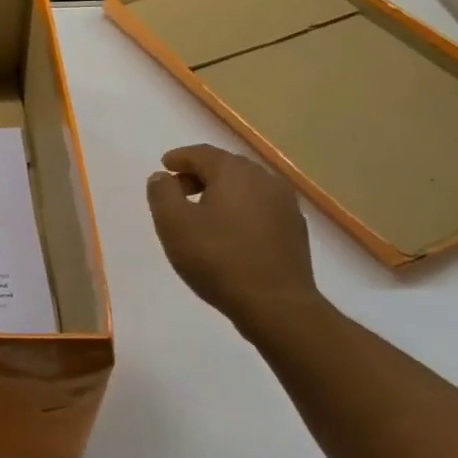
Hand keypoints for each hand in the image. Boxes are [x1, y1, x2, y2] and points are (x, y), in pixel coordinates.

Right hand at [146, 144, 318, 326]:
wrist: (275, 303)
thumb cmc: (217, 258)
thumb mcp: (173, 224)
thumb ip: (162, 193)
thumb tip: (162, 176)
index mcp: (234, 172)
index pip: (201, 153)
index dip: (179, 158)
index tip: (164, 166)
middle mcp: (264, 179)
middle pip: (226, 166)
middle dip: (199, 174)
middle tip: (178, 191)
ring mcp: (285, 203)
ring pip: (246, 186)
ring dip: (222, 192)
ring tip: (203, 213)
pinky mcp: (295, 228)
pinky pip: (261, 206)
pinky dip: (241, 209)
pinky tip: (231, 231)